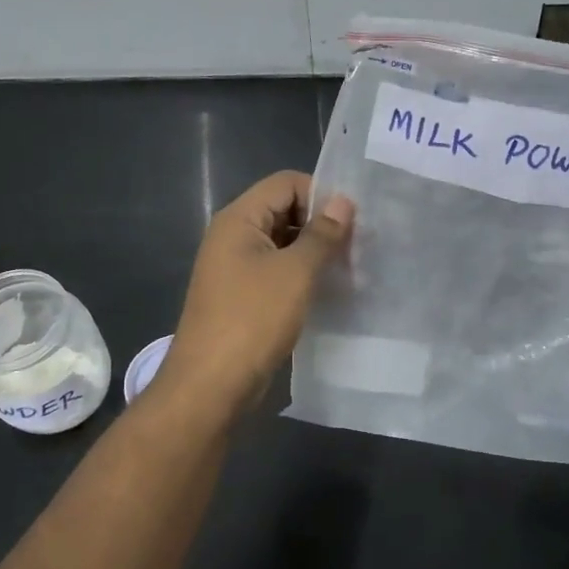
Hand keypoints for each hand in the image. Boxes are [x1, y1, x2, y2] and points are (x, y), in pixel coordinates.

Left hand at [159, 171, 353, 415]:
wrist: (211, 385)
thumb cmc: (253, 319)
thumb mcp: (295, 273)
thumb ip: (322, 234)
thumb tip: (343, 201)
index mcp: (239, 219)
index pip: (286, 183)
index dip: (321, 194)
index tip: (353, 221)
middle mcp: (233, 236)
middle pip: (283, 210)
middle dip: (321, 224)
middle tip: (357, 246)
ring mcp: (235, 268)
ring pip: (283, 243)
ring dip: (314, 252)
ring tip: (350, 269)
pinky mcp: (242, 296)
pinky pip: (277, 271)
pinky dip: (302, 275)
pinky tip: (328, 291)